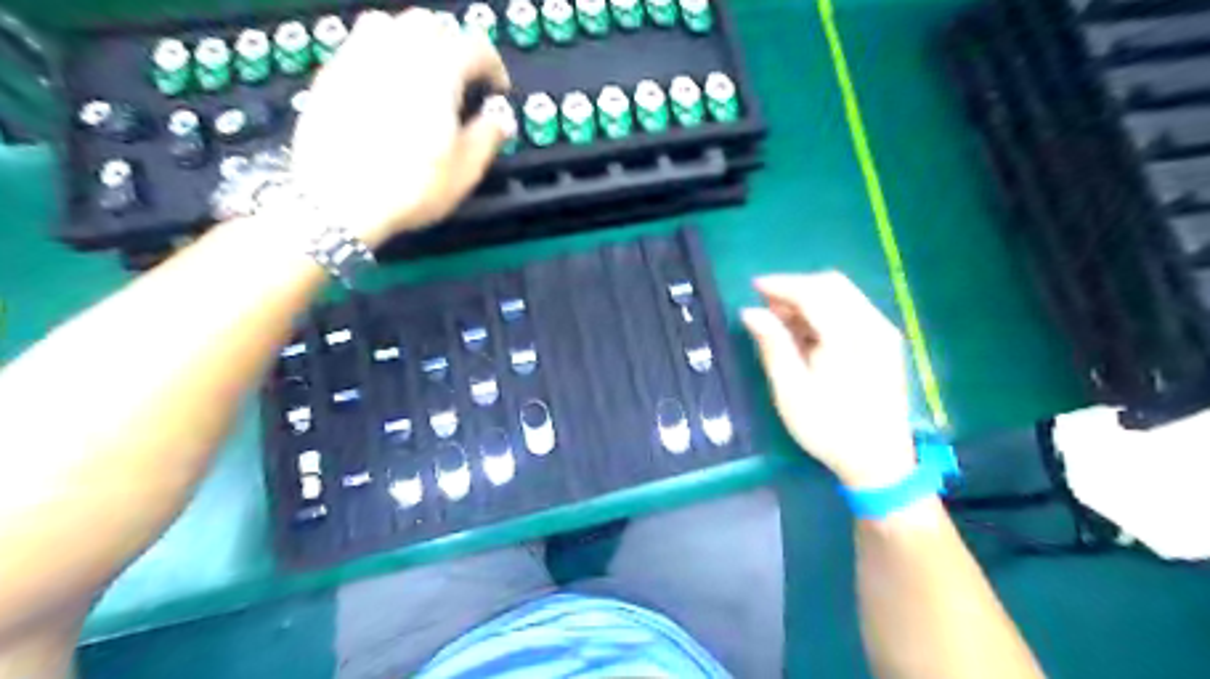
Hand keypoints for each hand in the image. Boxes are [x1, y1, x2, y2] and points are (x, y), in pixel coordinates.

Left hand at [292, 8, 509, 245]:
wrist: (337, 201)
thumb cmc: (409, 188)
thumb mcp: (464, 171)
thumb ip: (488, 137)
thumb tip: (500, 119)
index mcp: (438, 72)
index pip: (475, 46)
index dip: (494, 65)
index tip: (497, 90)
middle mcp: (397, 52)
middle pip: (430, 23)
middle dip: (452, 44)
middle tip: (461, 78)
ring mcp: (358, 58)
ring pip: (389, 24)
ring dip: (412, 40)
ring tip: (421, 73)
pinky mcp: (330, 74)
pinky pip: (358, 44)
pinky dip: (380, 54)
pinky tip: (385, 86)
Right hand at [738, 270, 918, 487]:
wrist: (880, 462)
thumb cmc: (829, 429)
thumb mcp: (791, 391)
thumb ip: (772, 346)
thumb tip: (750, 312)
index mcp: (848, 337)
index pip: (813, 292)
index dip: (781, 284)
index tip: (753, 288)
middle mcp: (872, 326)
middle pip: (832, 285)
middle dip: (795, 288)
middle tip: (766, 307)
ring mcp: (883, 333)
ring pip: (843, 295)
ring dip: (810, 299)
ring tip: (781, 321)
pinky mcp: (886, 343)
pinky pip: (852, 310)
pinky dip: (825, 311)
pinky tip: (807, 333)